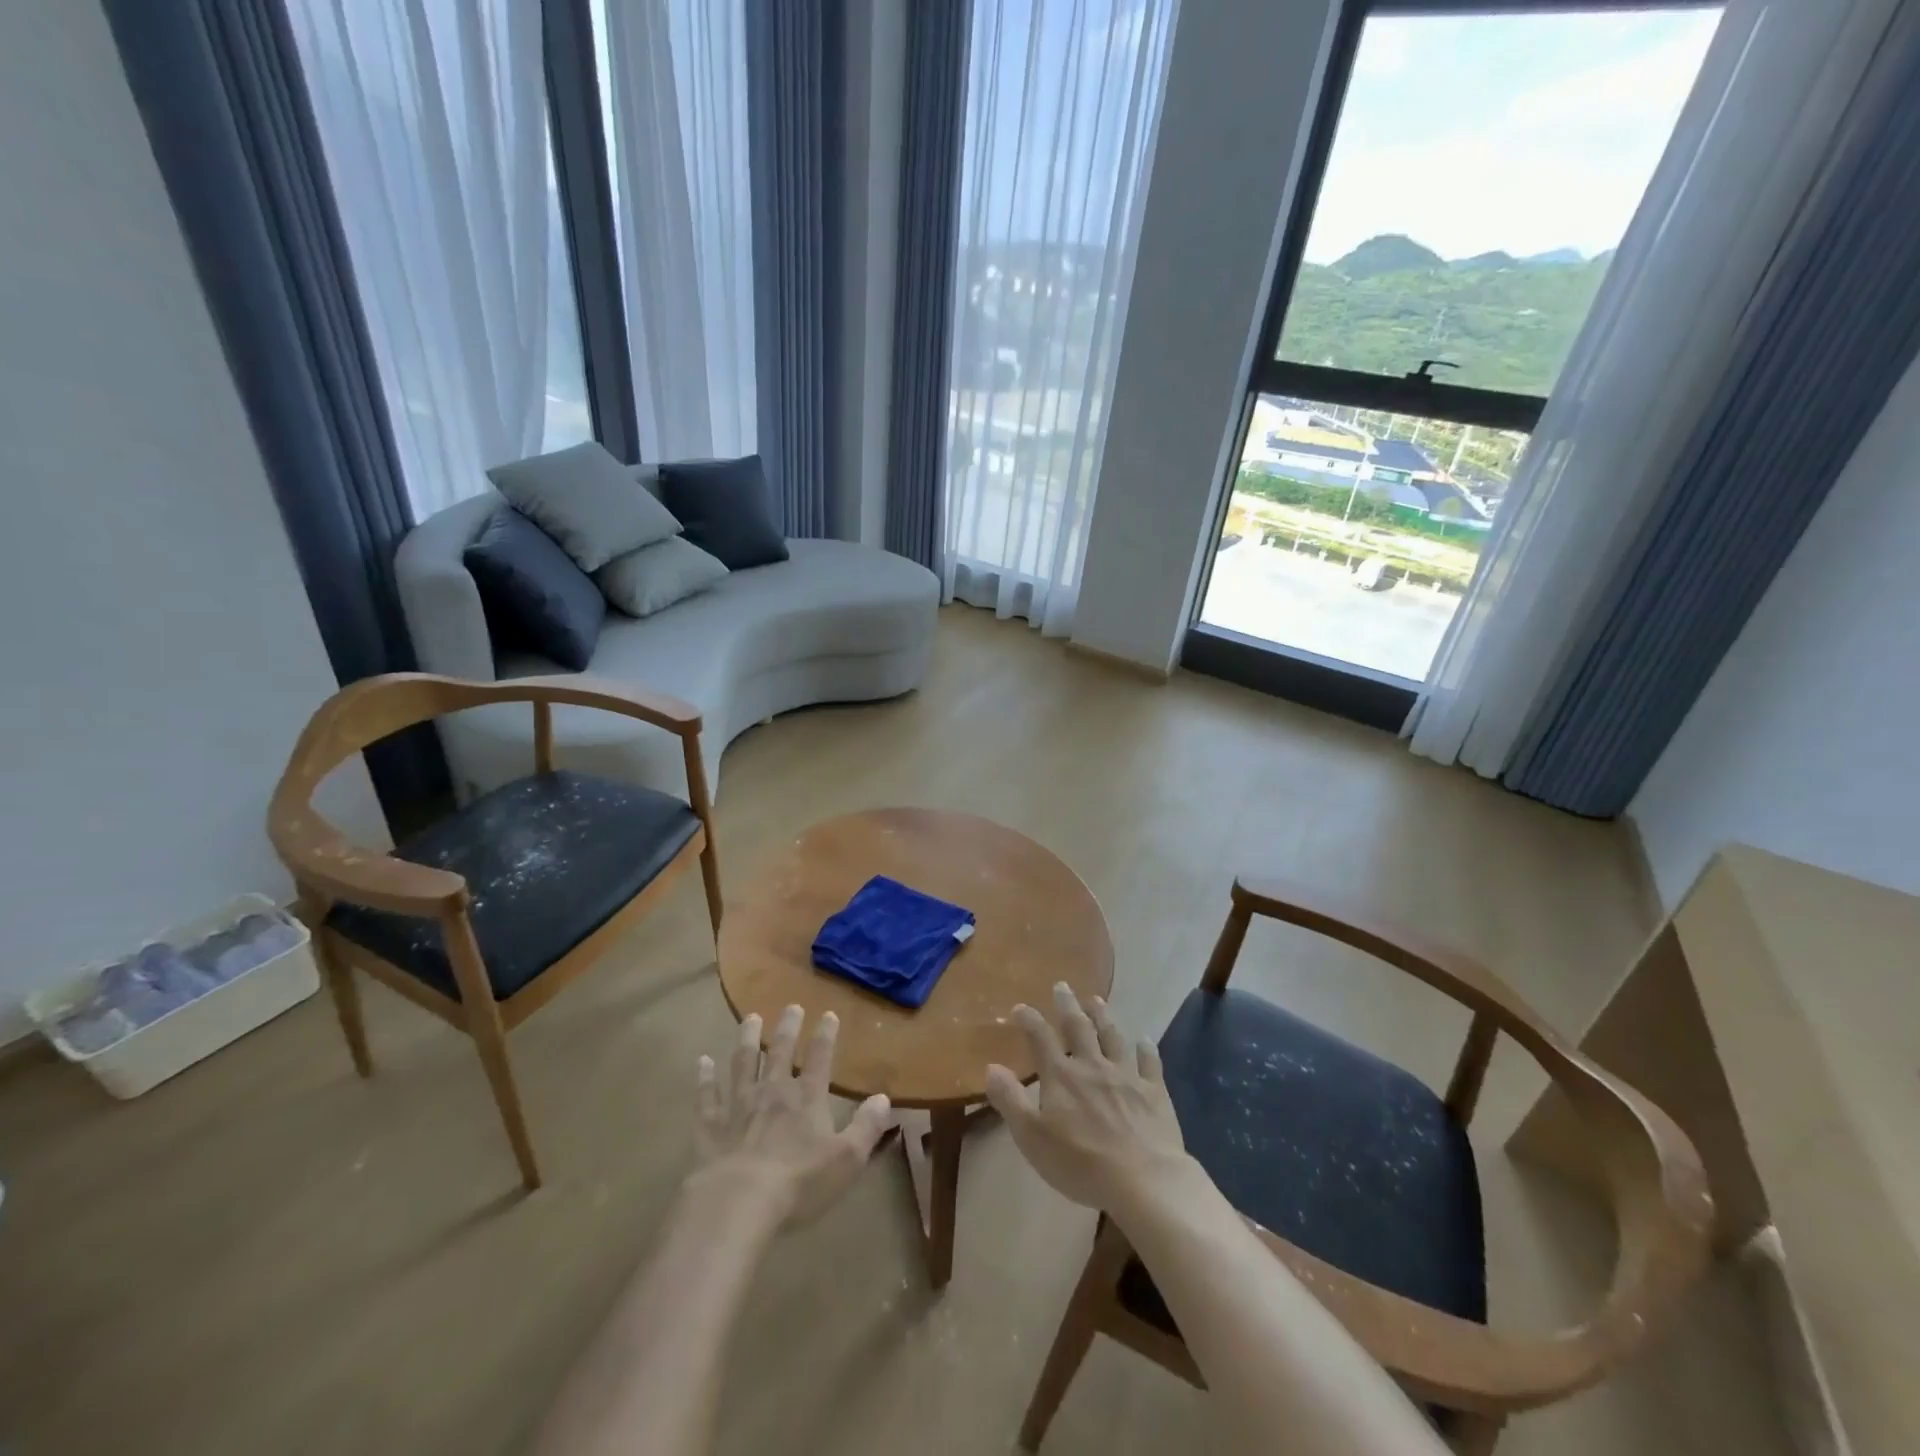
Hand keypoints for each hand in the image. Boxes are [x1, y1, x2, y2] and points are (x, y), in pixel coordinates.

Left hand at [693, 1005, 892, 1227]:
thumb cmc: (798, 1183)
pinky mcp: (710, 1126)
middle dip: (788, 1027)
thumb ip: (867, 1127)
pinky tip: (702, 1061)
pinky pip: (706, 1096)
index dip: (826, 1035)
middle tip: (792, 1006)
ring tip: (750, 1018)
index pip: (820, 1058)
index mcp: (807, 1099)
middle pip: (781, 1052)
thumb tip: (884, 1098)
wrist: (737, 1203)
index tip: (829, 1014)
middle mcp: (773, 1092)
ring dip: (748, 1039)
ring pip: (743, 1063)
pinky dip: (704, 1078)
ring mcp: (738, 1105)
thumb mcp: (846, 1159)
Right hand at [985, 983, 1192, 1216]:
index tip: (1020, 1007)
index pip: (1040, 1038)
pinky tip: (1144, 1041)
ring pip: (1112, 1037)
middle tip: (1062, 986)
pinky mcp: (1154, 1091)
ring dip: (1103, 1016)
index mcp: (1061, 1076)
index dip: (1029, 1020)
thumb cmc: (1080, 1163)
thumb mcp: (1032, 1137)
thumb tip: (991, 1066)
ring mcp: (1126, 1075)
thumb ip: (1010, 1100)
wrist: (1143, 1180)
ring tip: (1096, 1000)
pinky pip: (1150, 1063)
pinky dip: (1146, 1049)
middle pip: (1078, 1027)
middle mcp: (1092, 1066)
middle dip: (1067, 1005)